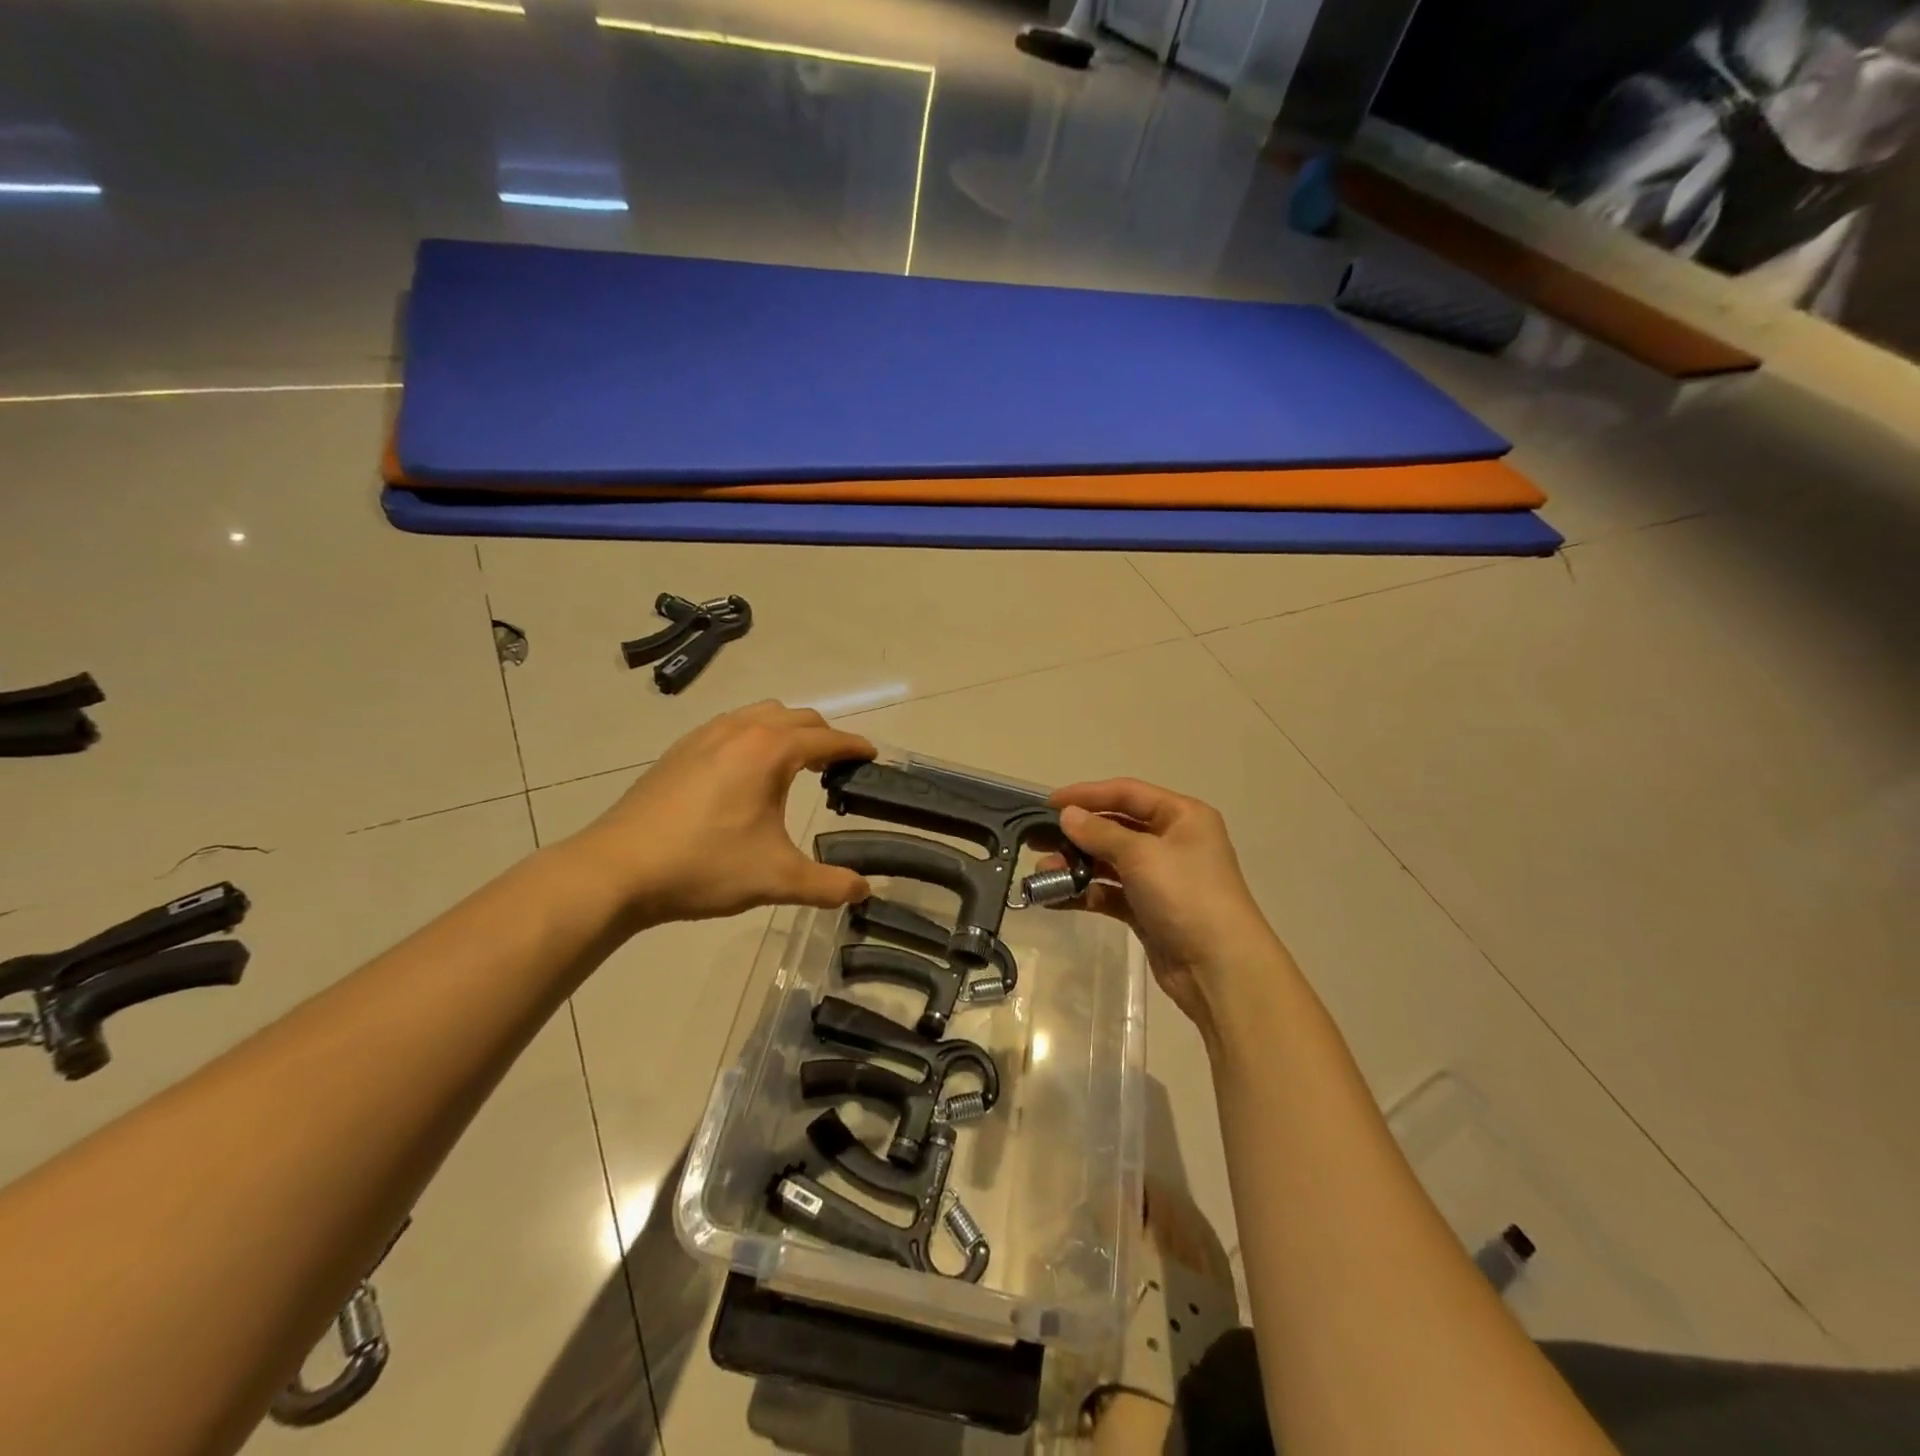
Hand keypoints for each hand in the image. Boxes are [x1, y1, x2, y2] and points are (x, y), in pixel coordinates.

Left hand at [568, 702, 874, 924]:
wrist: (617, 870)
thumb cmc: (704, 866)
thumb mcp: (775, 877)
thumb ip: (827, 884)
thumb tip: (862, 891)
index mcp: (770, 751)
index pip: (826, 739)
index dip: (853, 746)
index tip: (871, 755)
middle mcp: (740, 731)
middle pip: (796, 717)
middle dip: (822, 736)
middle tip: (836, 766)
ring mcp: (704, 736)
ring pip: (759, 714)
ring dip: (786, 730)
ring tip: (793, 764)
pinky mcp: (679, 751)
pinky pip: (730, 726)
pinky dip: (753, 736)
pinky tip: (743, 772)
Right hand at [1049, 779, 1282, 1040]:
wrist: (1219, 969)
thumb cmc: (1186, 896)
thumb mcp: (1142, 855)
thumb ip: (1100, 832)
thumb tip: (1067, 815)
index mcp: (1182, 816)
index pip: (1127, 793)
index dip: (1087, 795)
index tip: (1049, 803)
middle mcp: (1172, 841)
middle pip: (1116, 826)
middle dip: (1077, 833)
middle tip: (1037, 839)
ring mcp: (1160, 877)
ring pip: (1109, 861)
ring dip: (1076, 865)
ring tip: (1042, 872)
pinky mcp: (1148, 908)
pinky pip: (1109, 892)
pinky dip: (1085, 892)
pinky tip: (1055, 898)